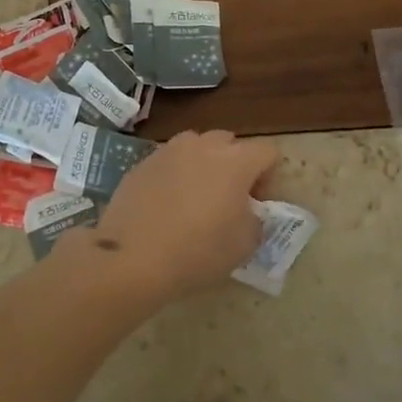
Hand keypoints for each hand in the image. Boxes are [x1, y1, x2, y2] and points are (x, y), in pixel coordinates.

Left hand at [87, 130, 278, 298]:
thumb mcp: (244, 246)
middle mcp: (203, 146)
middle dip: (236, 165)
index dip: (269, 176)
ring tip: (196, 197)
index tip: (258, 204)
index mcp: (235, 162)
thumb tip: (249, 213)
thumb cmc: (197, 252)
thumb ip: (256, 222)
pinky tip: (166, 205)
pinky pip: (168, 162)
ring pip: (196, 147)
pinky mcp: (141, 164)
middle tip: (229, 198)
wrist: (131, 258)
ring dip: (203, 164)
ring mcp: (168, 151)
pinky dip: (175, 175)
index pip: (267, 152)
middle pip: (230, 143)